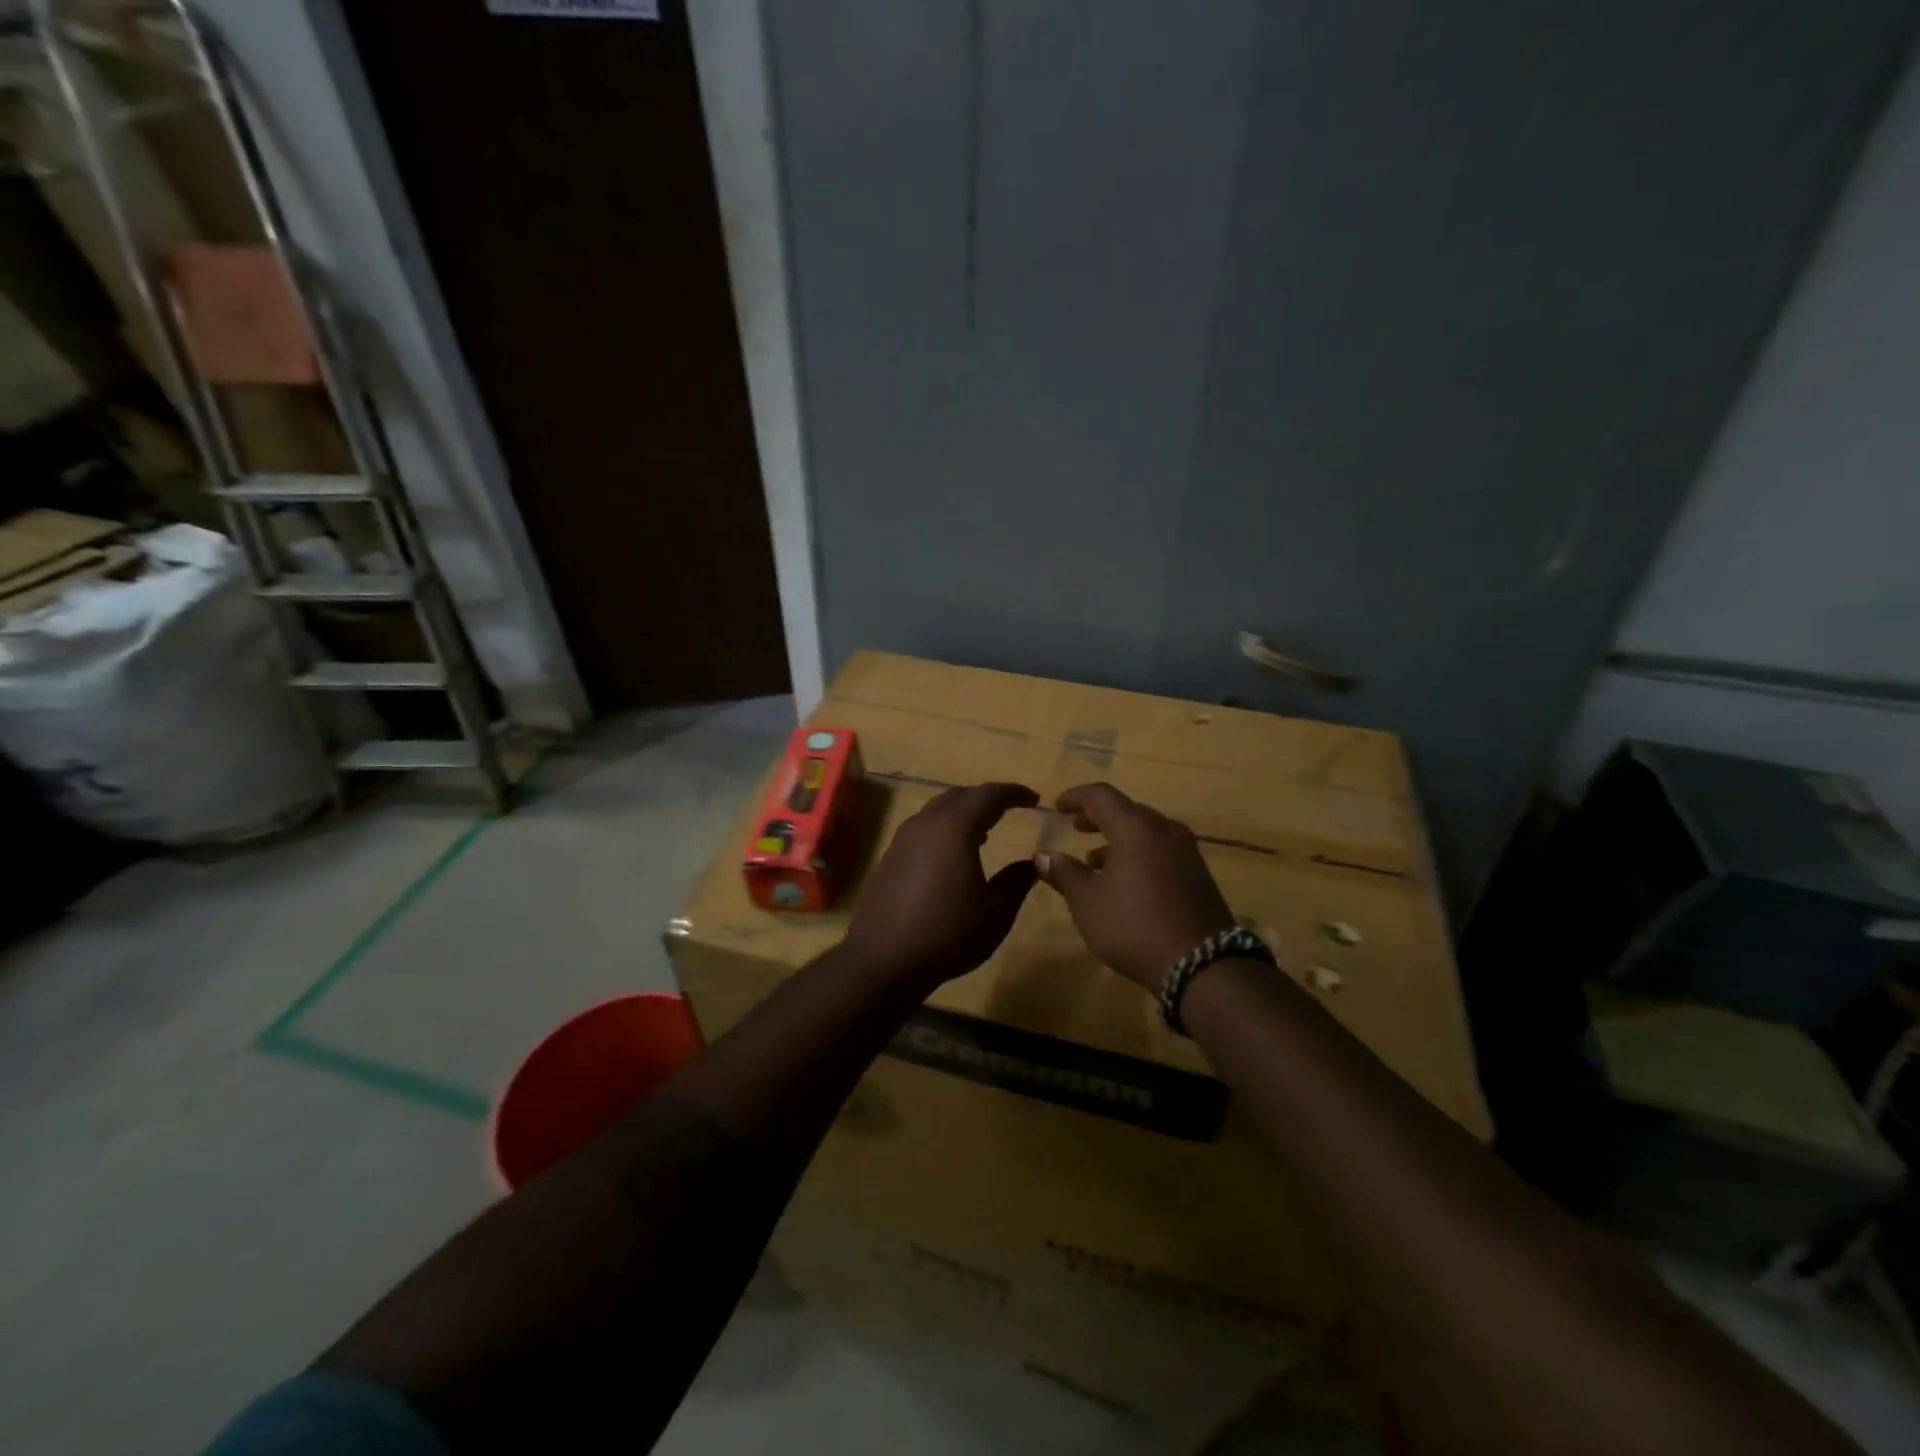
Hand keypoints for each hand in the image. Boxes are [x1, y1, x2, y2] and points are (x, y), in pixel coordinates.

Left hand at [841, 782, 1040, 987]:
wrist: (883, 960)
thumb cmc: (947, 933)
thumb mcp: (995, 912)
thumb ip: (1017, 881)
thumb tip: (1033, 862)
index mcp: (954, 828)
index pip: (988, 794)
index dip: (1013, 792)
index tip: (1033, 798)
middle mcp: (925, 824)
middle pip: (959, 796)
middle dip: (985, 798)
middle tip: (1008, 810)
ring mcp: (902, 840)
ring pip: (936, 811)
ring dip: (961, 813)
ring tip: (983, 832)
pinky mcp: (889, 858)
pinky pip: (922, 829)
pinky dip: (943, 830)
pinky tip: (951, 855)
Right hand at [1034, 782, 1236, 990]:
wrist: (1202, 964)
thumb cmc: (1134, 925)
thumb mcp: (1087, 902)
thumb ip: (1064, 873)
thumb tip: (1043, 856)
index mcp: (1135, 828)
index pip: (1101, 795)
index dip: (1076, 796)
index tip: (1056, 807)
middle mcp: (1164, 829)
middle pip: (1127, 810)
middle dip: (1098, 816)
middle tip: (1076, 827)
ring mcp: (1186, 851)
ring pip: (1146, 831)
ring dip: (1118, 838)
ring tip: (1094, 860)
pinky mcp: (1198, 874)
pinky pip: (1161, 850)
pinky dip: (1138, 854)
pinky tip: (1125, 881)